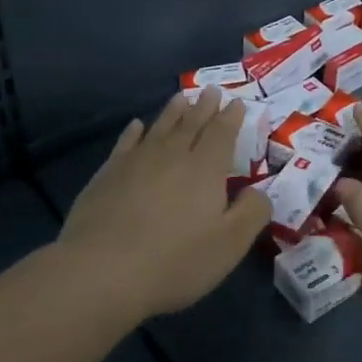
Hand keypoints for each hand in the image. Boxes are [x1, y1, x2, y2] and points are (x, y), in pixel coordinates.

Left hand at [58, 89, 272, 319]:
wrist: (102, 271)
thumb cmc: (175, 260)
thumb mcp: (230, 244)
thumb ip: (252, 212)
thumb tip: (259, 191)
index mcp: (205, 168)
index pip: (222, 133)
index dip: (231, 117)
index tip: (236, 102)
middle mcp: (172, 155)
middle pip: (192, 123)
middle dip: (205, 106)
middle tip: (212, 90)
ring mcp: (136, 162)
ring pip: (160, 127)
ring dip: (173, 111)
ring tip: (182, 97)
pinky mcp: (107, 175)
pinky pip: (126, 143)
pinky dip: (134, 131)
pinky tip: (137, 125)